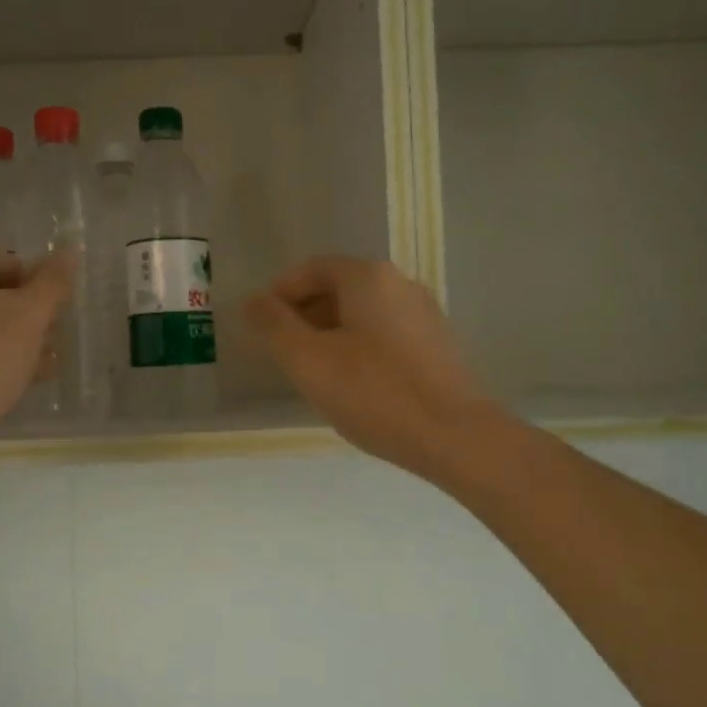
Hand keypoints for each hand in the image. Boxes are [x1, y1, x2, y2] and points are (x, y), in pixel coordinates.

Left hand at [0, 246, 71, 438]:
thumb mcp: (32, 314)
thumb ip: (53, 281)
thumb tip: (69, 251)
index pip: (6, 258)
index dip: (37, 282)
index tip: (56, 310)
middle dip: (29, 313)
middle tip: (54, 338)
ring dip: (18, 337)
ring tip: (45, 364)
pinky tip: (21, 377)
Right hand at [245, 257, 489, 480]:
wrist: (454, 436)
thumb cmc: (373, 392)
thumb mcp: (308, 360)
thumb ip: (273, 325)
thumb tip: (252, 300)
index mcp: (367, 277)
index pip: (311, 269)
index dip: (279, 294)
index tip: (261, 327)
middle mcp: (400, 283)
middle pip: (338, 288)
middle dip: (304, 315)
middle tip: (284, 354)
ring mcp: (424, 313)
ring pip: (362, 313)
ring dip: (330, 334)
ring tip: (315, 374)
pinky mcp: (437, 344)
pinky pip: (384, 334)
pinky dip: (359, 348)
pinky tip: (354, 385)